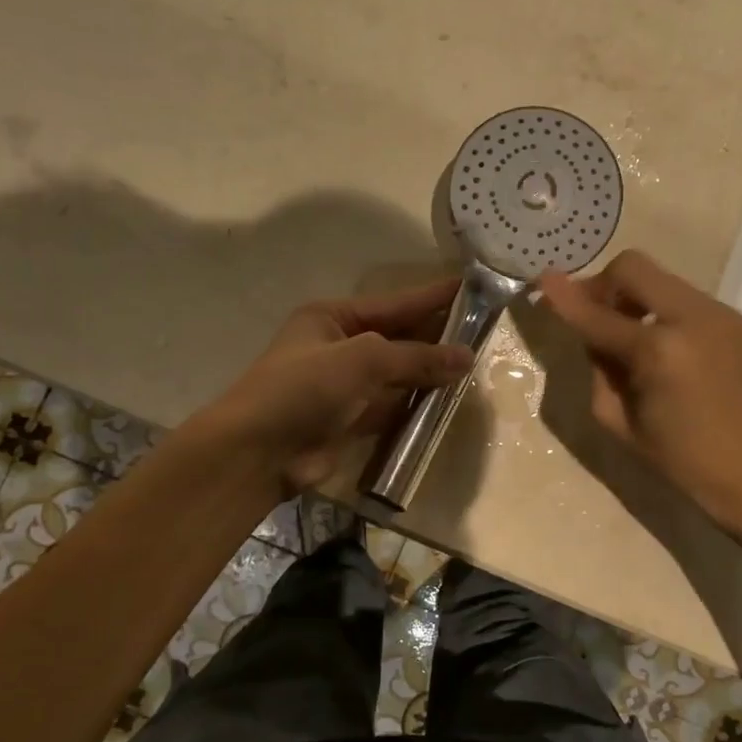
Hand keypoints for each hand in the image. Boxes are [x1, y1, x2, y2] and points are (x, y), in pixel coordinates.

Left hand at [199, 278, 473, 491]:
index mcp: (333, 318)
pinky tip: (447, 400)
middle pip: (398, 337)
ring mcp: (345, 385)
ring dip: (430, 372)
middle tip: (483, 329)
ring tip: (475, 365)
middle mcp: (340, 346)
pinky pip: (392, 406)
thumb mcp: (363, 359)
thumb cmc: (305, 389)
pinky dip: (417, 404)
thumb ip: (416, 357)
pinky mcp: (350, 420)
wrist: (258, 453)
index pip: (394, 303)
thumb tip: (466, 357)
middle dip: (436, 335)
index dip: (432, 296)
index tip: (470, 287)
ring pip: (398, 373)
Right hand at [538, 250, 741, 529]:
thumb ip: (598, 365)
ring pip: (662, 281)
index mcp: (659, 351)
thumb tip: (591, 330)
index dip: (565, 297)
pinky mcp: (740, 321)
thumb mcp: (618, 420)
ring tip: (634, 340)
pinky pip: (687, 301)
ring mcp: (722, 315)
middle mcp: (693, 319)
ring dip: (636, 300)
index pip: (598, 314)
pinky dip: (665, 315)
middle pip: (634, 268)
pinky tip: (669, 351)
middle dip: (604, 286)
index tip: (541, 278)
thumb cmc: (680, 459)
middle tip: (595, 316)